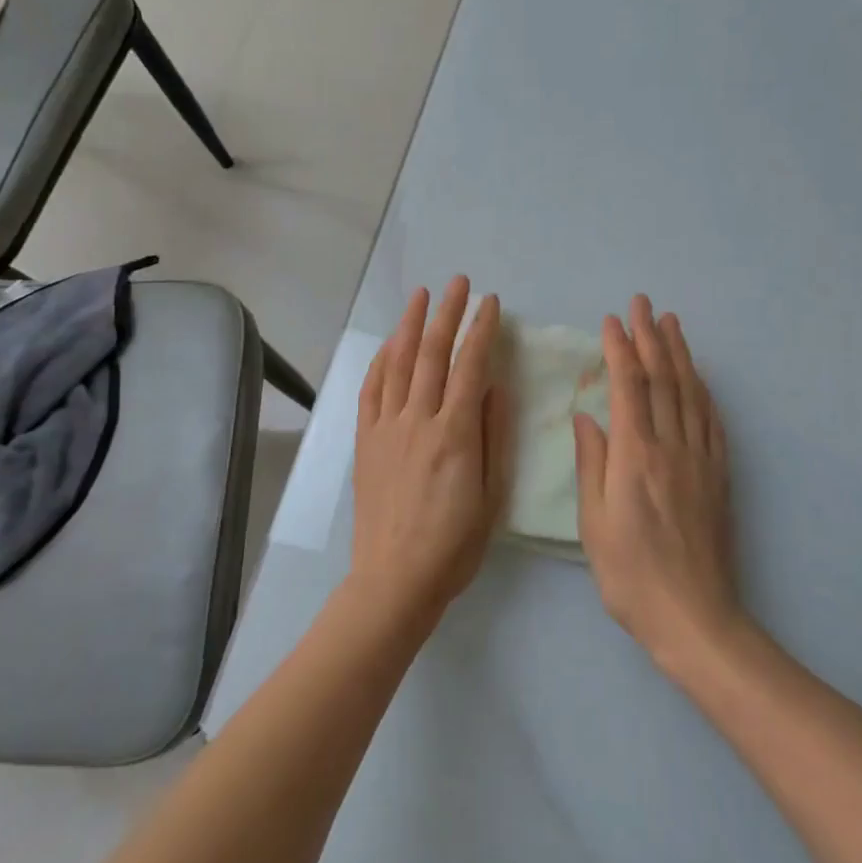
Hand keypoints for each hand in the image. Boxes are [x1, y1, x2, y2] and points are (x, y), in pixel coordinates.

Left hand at [351, 277, 507, 621]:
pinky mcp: (365, 441)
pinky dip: (380, 362)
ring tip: (422, 296)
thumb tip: (496, 386)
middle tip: (459, 283)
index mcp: (454, 434)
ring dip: (410, 325)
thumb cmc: (454, 544)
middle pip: (432, 354)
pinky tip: (388, 345)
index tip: (492, 304)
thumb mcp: (491, 495)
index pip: (470, 367)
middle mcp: (417, 421)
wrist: (395, 579)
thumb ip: (493, 436)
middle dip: (448, 313)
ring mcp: (386, 428)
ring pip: (398, 364)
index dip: (481, 330)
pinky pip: (370, 391)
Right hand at [574, 296, 743, 672]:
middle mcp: (671, 448)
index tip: (612, 321)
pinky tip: (699, 378)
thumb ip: (592, 465)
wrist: (695, 617)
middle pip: (662, 380)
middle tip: (643, 304)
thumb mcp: (594, 524)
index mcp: (635, 457)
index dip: (620, 350)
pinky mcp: (719, 476)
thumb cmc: (631, 575)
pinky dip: (703, 391)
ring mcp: (700, 460)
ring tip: (672, 324)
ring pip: (690, 394)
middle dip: (651, 338)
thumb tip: (587, 417)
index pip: (628, 388)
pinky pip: (712, 422)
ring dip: (680, 355)